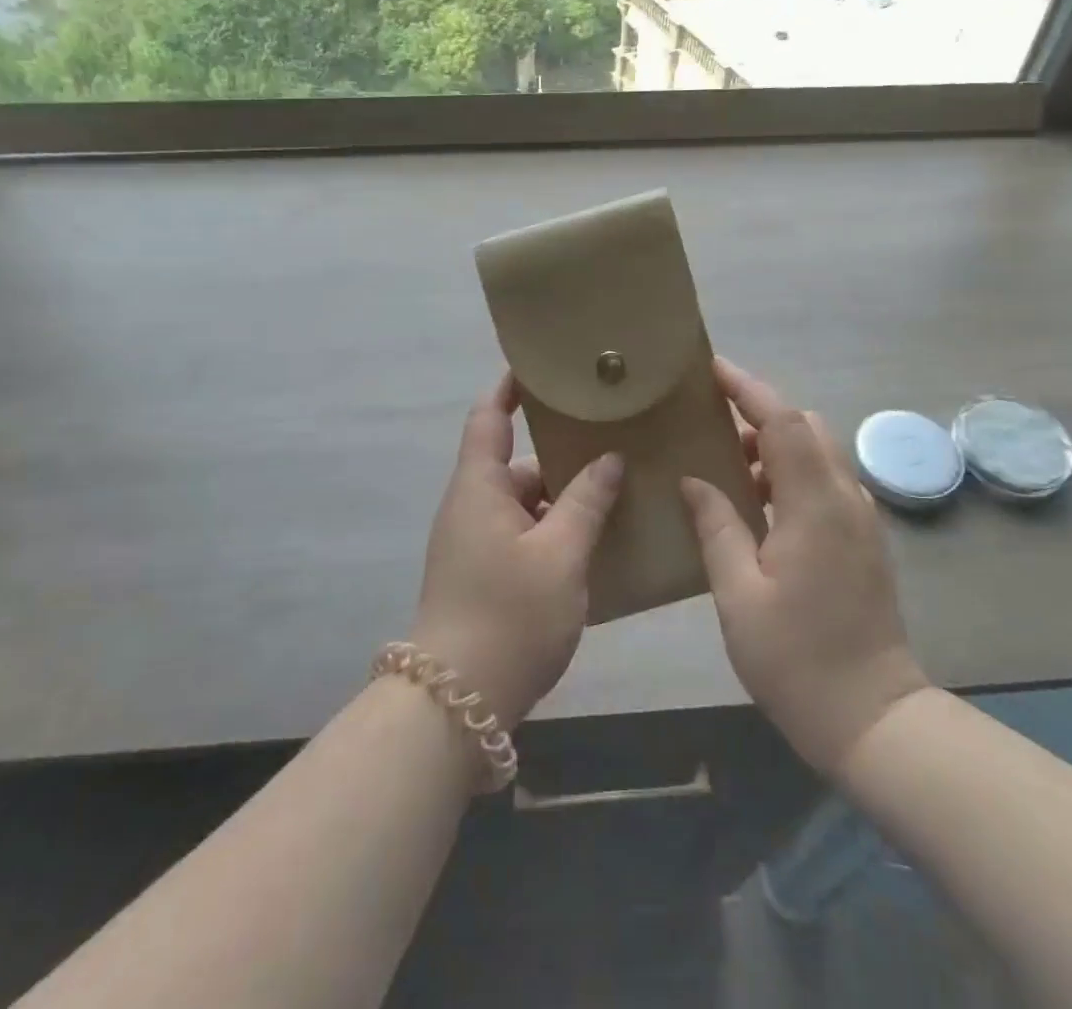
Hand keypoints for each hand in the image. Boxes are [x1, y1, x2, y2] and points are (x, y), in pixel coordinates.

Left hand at [412, 373, 622, 730]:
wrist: (456, 703)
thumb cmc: (509, 613)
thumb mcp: (560, 554)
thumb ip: (586, 501)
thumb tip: (608, 459)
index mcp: (478, 486)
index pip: (489, 415)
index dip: (511, 387)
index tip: (544, 368)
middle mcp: (470, 506)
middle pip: (515, 463)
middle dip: (560, 453)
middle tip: (611, 440)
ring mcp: (473, 543)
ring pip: (523, 503)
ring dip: (561, 498)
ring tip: (615, 491)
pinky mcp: (482, 575)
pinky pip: (522, 535)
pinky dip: (553, 530)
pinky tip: (595, 543)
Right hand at [682, 358, 926, 774]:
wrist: (873, 717)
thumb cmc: (797, 658)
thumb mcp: (738, 594)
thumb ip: (717, 526)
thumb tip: (694, 480)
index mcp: (814, 504)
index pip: (782, 422)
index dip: (748, 387)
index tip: (711, 368)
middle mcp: (845, 498)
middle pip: (805, 427)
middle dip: (759, 412)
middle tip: (709, 420)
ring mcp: (860, 518)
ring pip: (817, 453)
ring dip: (774, 445)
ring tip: (724, 464)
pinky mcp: (863, 539)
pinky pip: (824, 482)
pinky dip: (790, 473)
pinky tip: (756, 504)